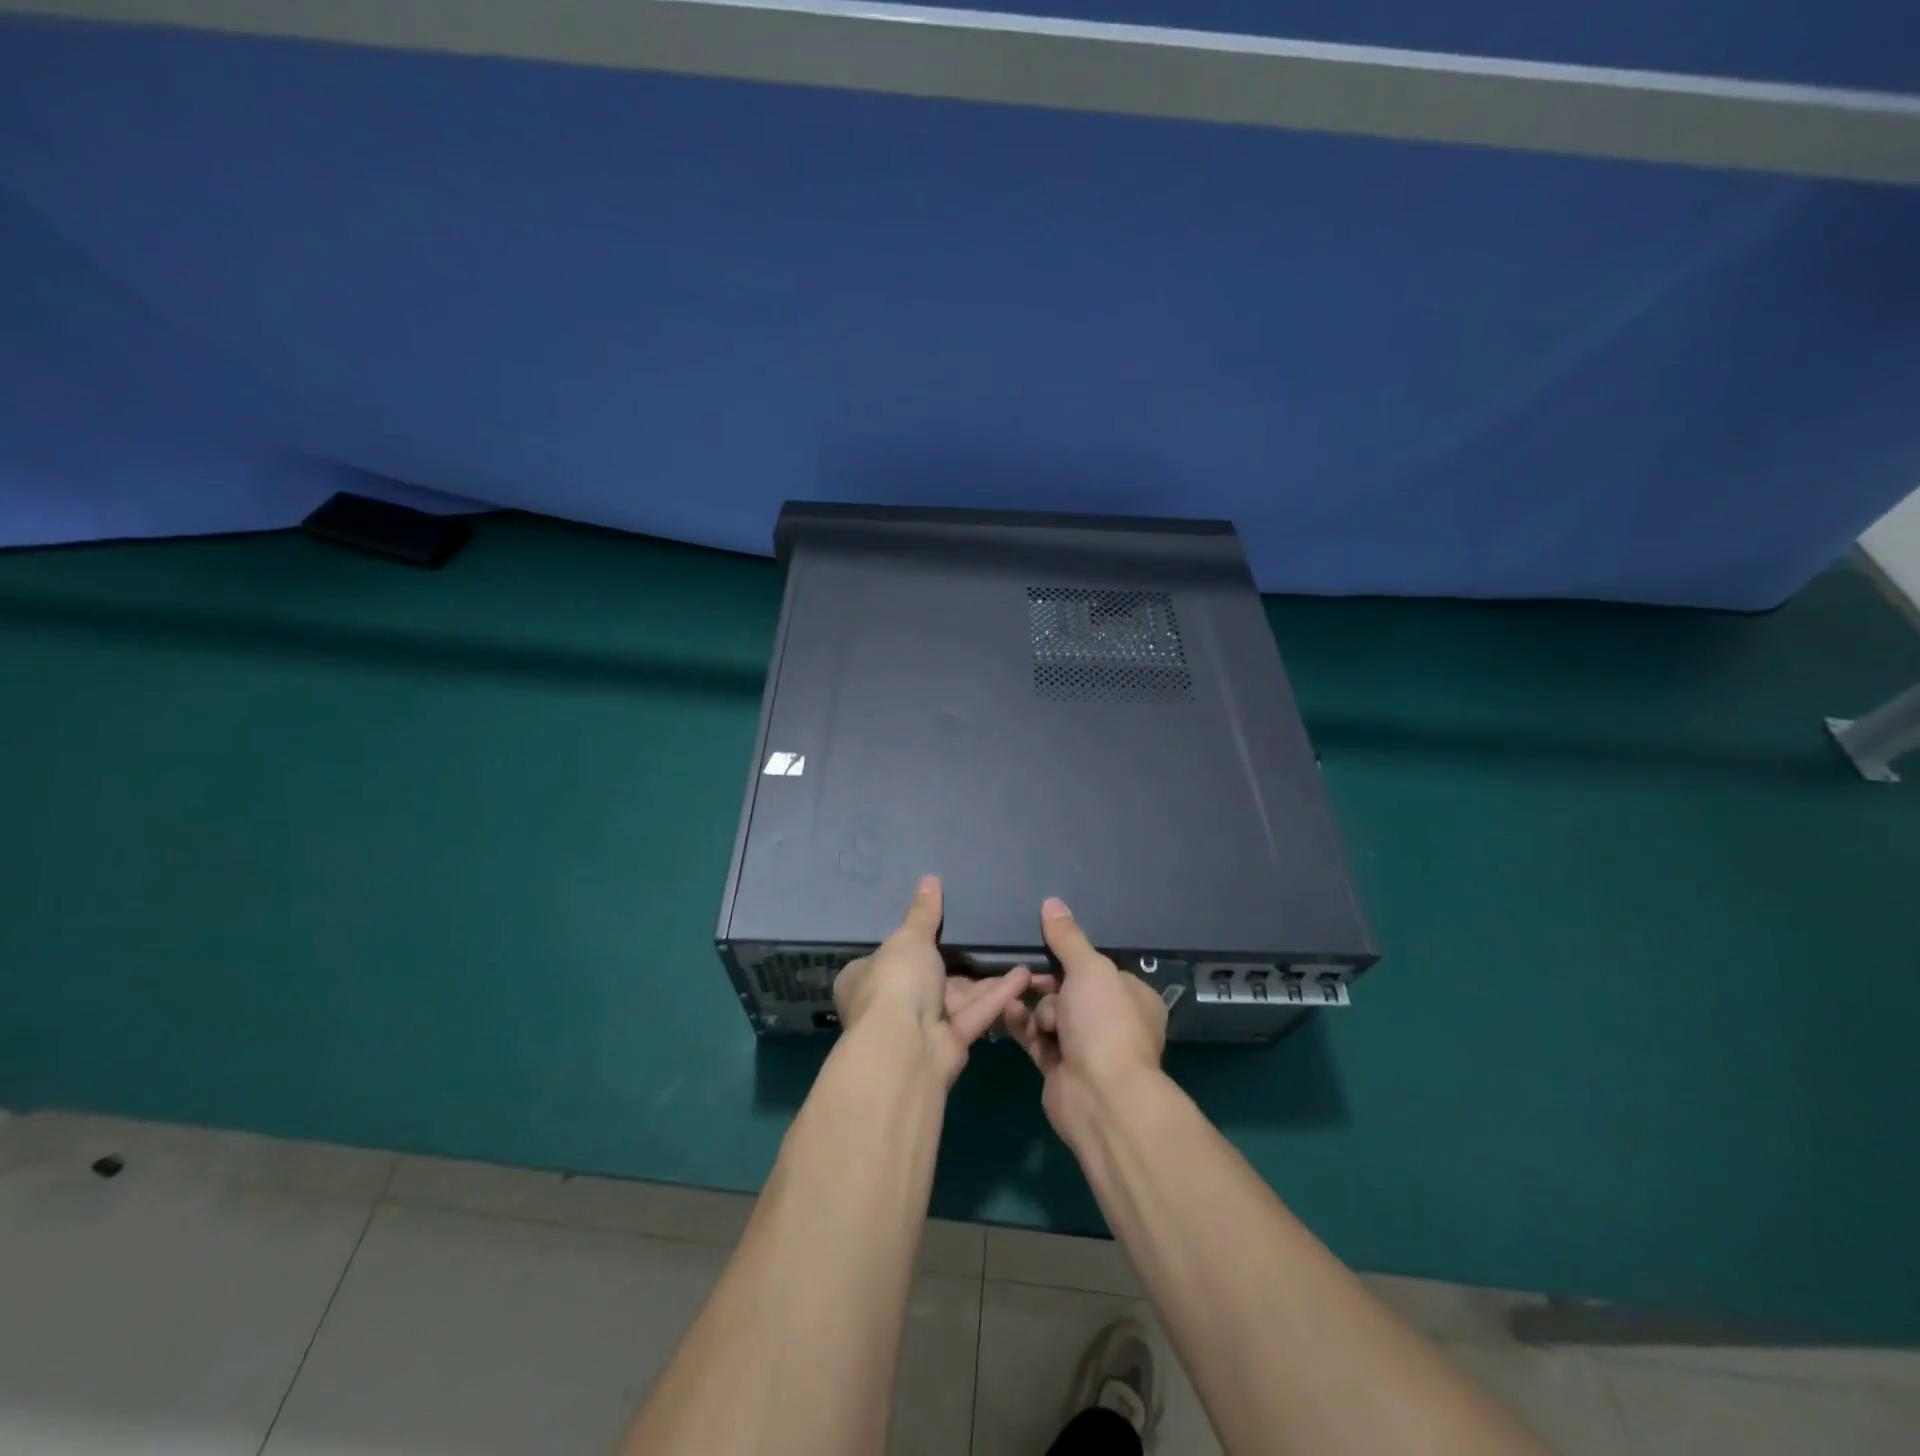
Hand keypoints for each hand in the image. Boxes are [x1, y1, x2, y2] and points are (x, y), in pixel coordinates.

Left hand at [833, 876, 1032, 1087]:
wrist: (906, 1046)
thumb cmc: (896, 982)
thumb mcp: (909, 937)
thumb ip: (923, 913)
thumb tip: (929, 879)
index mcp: (864, 979)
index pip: (887, 957)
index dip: (911, 943)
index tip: (939, 928)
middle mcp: (889, 1005)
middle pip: (928, 978)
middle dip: (959, 962)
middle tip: (988, 937)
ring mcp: (919, 1028)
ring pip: (957, 997)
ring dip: (986, 979)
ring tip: (1015, 952)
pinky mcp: (949, 1044)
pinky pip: (974, 1013)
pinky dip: (997, 995)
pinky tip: (1023, 975)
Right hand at [1003, 898, 1168, 1145]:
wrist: (1100, 1096)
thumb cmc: (1105, 1022)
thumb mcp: (1089, 969)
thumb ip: (1068, 938)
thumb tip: (1052, 902)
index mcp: (1132, 996)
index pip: (1097, 968)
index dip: (1070, 958)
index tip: (1046, 947)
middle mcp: (1111, 1021)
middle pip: (1069, 989)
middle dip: (1047, 982)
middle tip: (1028, 973)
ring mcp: (1085, 1047)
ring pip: (1049, 1013)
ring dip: (1034, 1004)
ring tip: (1020, 996)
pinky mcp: (1059, 1068)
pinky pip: (1035, 1037)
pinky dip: (1022, 1024)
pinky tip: (1008, 1010)